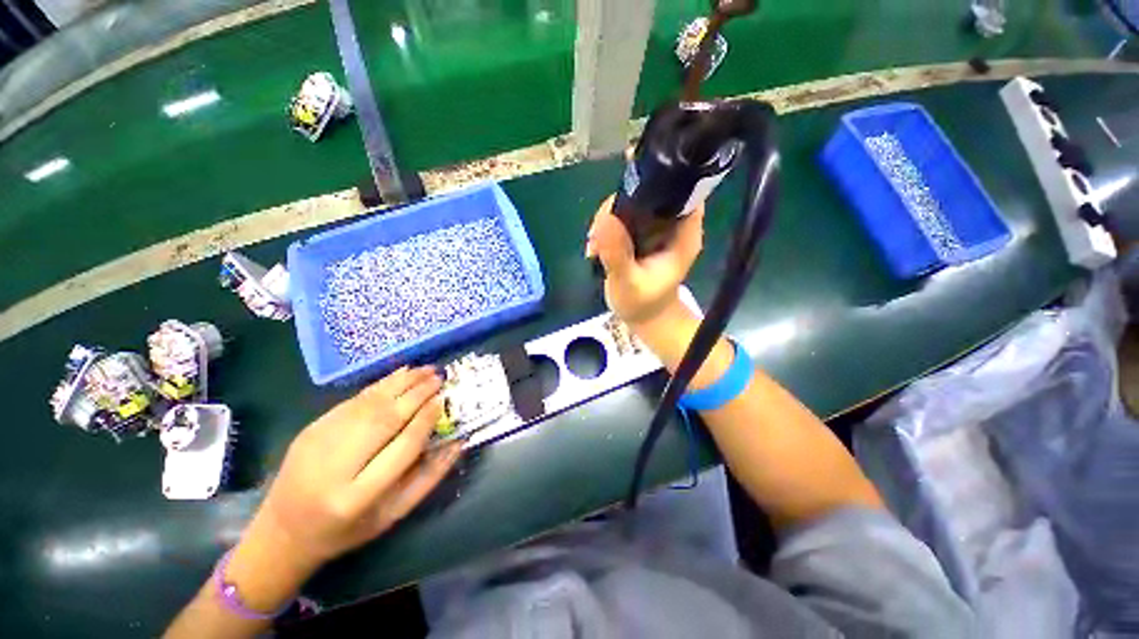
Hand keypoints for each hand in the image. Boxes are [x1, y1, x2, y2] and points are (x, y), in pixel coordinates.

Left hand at [248, 366, 461, 569]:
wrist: (284, 531)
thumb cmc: (348, 529)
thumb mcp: (393, 514)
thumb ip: (429, 478)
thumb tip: (458, 442)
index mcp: (358, 497)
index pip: (403, 447)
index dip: (426, 420)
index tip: (443, 400)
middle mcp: (335, 466)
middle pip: (385, 419)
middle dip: (417, 394)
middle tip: (439, 378)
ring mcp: (318, 443)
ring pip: (369, 404)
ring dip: (402, 383)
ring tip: (426, 370)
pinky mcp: (311, 428)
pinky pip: (353, 400)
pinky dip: (381, 384)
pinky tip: (401, 373)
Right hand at [585, 195, 704, 324]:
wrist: (644, 318)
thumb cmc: (642, 305)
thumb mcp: (627, 283)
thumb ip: (618, 254)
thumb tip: (605, 219)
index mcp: (684, 233)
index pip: (677, 191)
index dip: (652, 185)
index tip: (620, 204)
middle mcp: (674, 225)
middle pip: (650, 193)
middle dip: (619, 207)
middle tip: (598, 234)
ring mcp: (658, 228)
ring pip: (633, 203)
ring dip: (608, 218)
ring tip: (594, 245)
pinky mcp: (643, 233)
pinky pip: (625, 217)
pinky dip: (608, 227)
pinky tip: (596, 246)